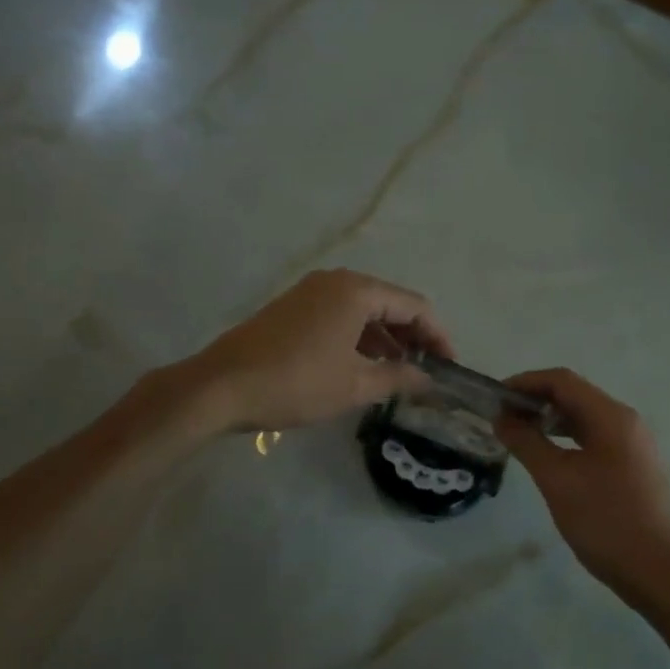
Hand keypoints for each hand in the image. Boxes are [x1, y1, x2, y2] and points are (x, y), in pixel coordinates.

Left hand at [182, 269, 454, 432]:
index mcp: (356, 291)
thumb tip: (428, 379)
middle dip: (412, 336)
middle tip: (426, 371)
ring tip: (399, 374)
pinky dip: (358, 337)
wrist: (221, 386)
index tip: (449, 367)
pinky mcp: (292, 308)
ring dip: (385, 339)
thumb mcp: (354, 386)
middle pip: (389, 303)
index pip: (414, 305)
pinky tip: (362, 366)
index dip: (438, 336)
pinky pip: (339, 316)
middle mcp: (335, 282)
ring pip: (363, 310)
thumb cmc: (296, 383)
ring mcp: (310, 293)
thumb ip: (398, 378)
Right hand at [495, 369, 669, 612]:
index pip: (562, 380)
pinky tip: (550, 459)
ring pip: (586, 418)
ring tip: (520, 437)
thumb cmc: (606, 522)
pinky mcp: (636, 467)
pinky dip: (568, 440)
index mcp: (611, 417)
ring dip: (551, 421)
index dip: (525, 382)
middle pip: (575, 396)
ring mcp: (635, 445)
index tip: (495, 399)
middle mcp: (627, 422)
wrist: (662, 575)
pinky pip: (596, 439)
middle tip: (502, 420)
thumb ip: (526, 443)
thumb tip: (502, 418)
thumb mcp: (557, 480)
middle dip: (536, 401)